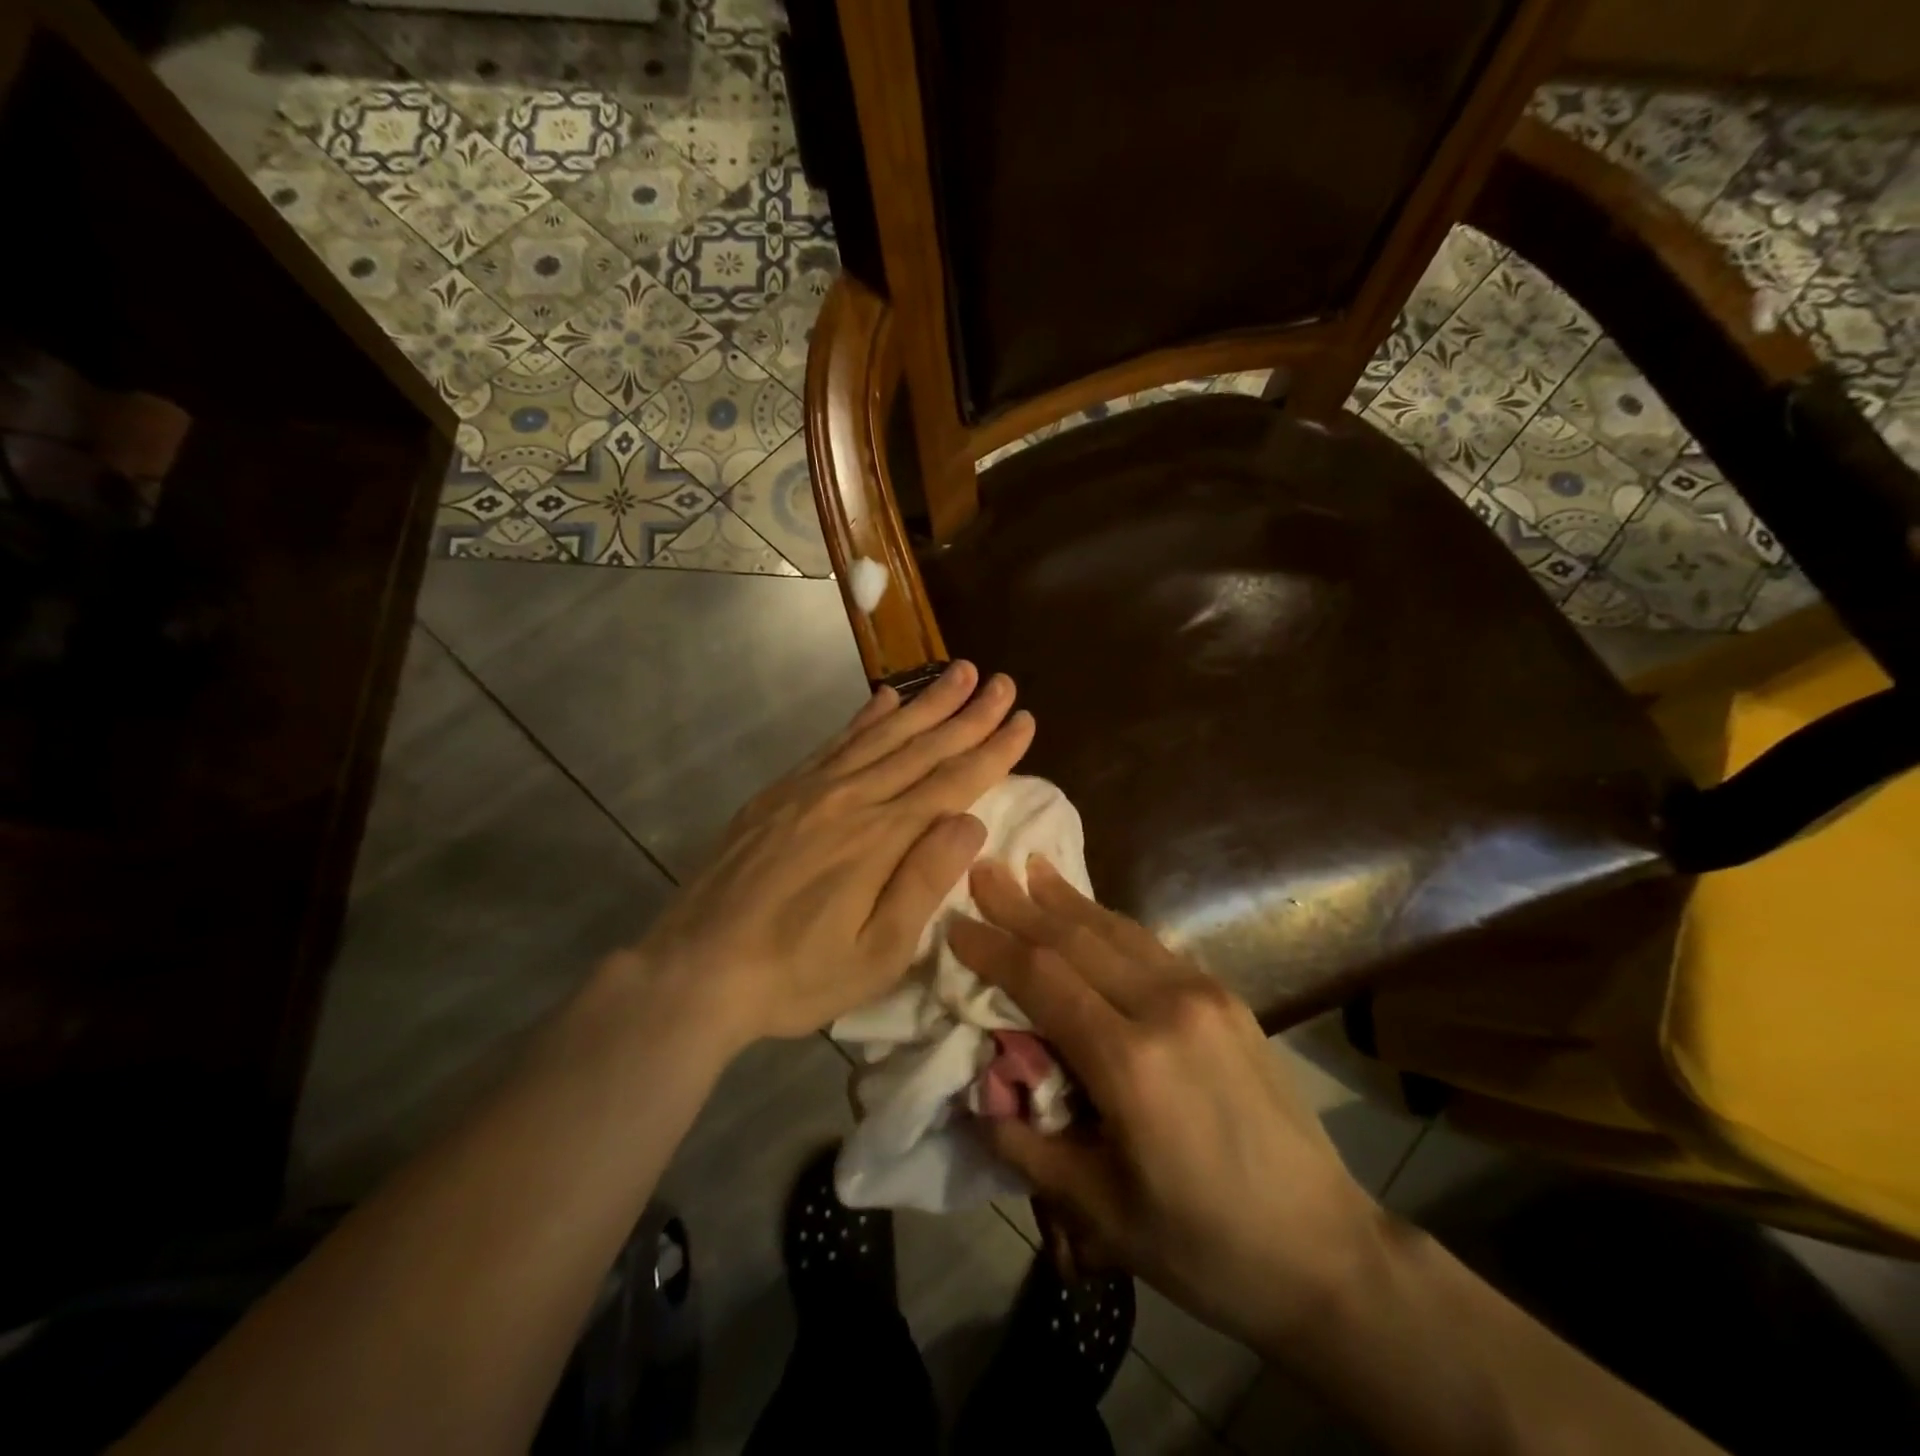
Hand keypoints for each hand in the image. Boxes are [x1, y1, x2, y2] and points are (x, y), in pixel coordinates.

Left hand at [634, 661, 1033, 1047]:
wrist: (694, 970)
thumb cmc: (795, 975)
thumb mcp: (876, 953)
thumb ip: (925, 882)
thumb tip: (971, 821)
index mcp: (881, 839)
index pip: (953, 783)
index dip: (993, 751)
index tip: (1024, 719)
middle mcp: (851, 799)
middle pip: (923, 748)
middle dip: (969, 714)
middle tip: (1002, 681)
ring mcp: (811, 790)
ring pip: (882, 735)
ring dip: (926, 703)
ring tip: (959, 672)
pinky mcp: (780, 793)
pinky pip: (834, 742)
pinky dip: (865, 718)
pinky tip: (885, 698)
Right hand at [948, 858, 1380, 1354]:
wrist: (1325, 1248)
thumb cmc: (1204, 1244)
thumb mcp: (1101, 1210)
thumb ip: (1028, 1145)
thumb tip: (979, 1096)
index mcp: (1131, 1062)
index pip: (1043, 979)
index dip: (994, 947)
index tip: (956, 923)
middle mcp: (1166, 1008)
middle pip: (1076, 939)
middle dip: (1022, 904)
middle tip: (983, 868)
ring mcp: (1203, 995)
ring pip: (1117, 930)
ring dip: (1067, 899)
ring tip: (1031, 867)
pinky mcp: (1226, 998)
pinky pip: (1150, 945)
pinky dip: (1108, 922)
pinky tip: (1089, 911)